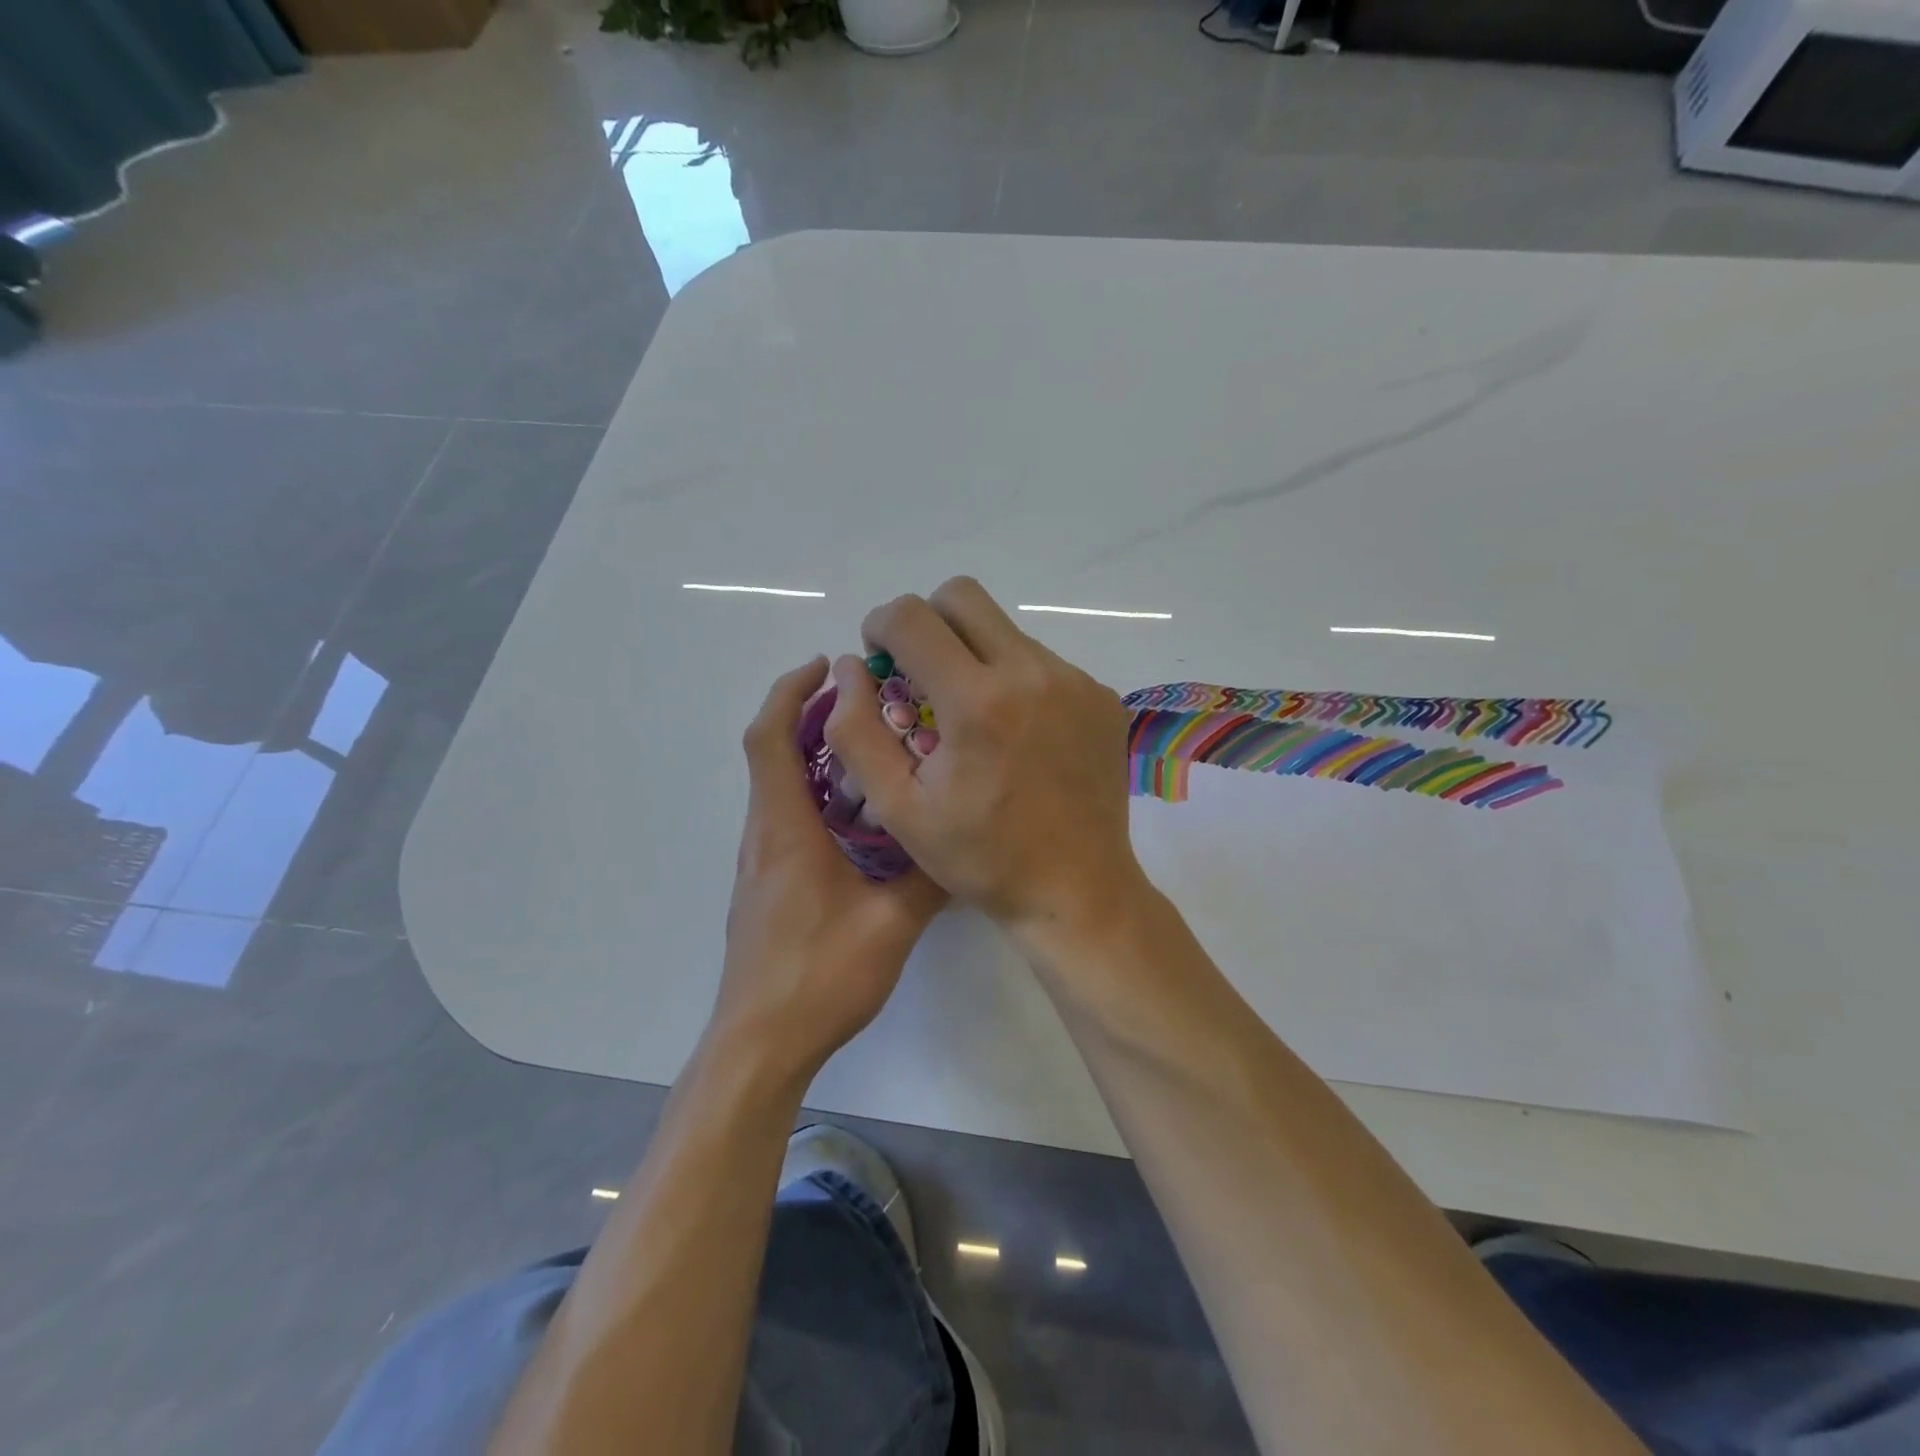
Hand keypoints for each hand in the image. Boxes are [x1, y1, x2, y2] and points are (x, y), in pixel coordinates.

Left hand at [709, 658, 946, 1083]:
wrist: (760, 1044)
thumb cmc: (819, 978)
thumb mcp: (891, 925)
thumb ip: (930, 878)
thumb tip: (963, 837)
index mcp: (786, 829)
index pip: (769, 738)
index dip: (791, 692)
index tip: (827, 666)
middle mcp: (764, 835)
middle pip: (772, 753)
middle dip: (810, 716)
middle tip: (868, 703)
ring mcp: (760, 862)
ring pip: (780, 787)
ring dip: (814, 755)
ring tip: (874, 751)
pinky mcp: (766, 886)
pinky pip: (786, 818)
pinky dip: (815, 793)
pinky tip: (861, 818)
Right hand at [824, 577, 1146, 932]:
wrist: (1077, 890)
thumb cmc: (981, 857)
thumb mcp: (899, 808)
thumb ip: (858, 732)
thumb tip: (851, 668)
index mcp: (976, 701)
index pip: (911, 616)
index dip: (880, 626)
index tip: (881, 659)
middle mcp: (1031, 673)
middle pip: (962, 596)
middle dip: (927, 621)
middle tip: (921, 671)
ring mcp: (1075, 682)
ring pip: (1005, 630)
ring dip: (975, 654)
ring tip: (974, 716)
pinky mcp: (1101, 697)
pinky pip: (1044, 662)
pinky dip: (1016, 681)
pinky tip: (1018, 734)